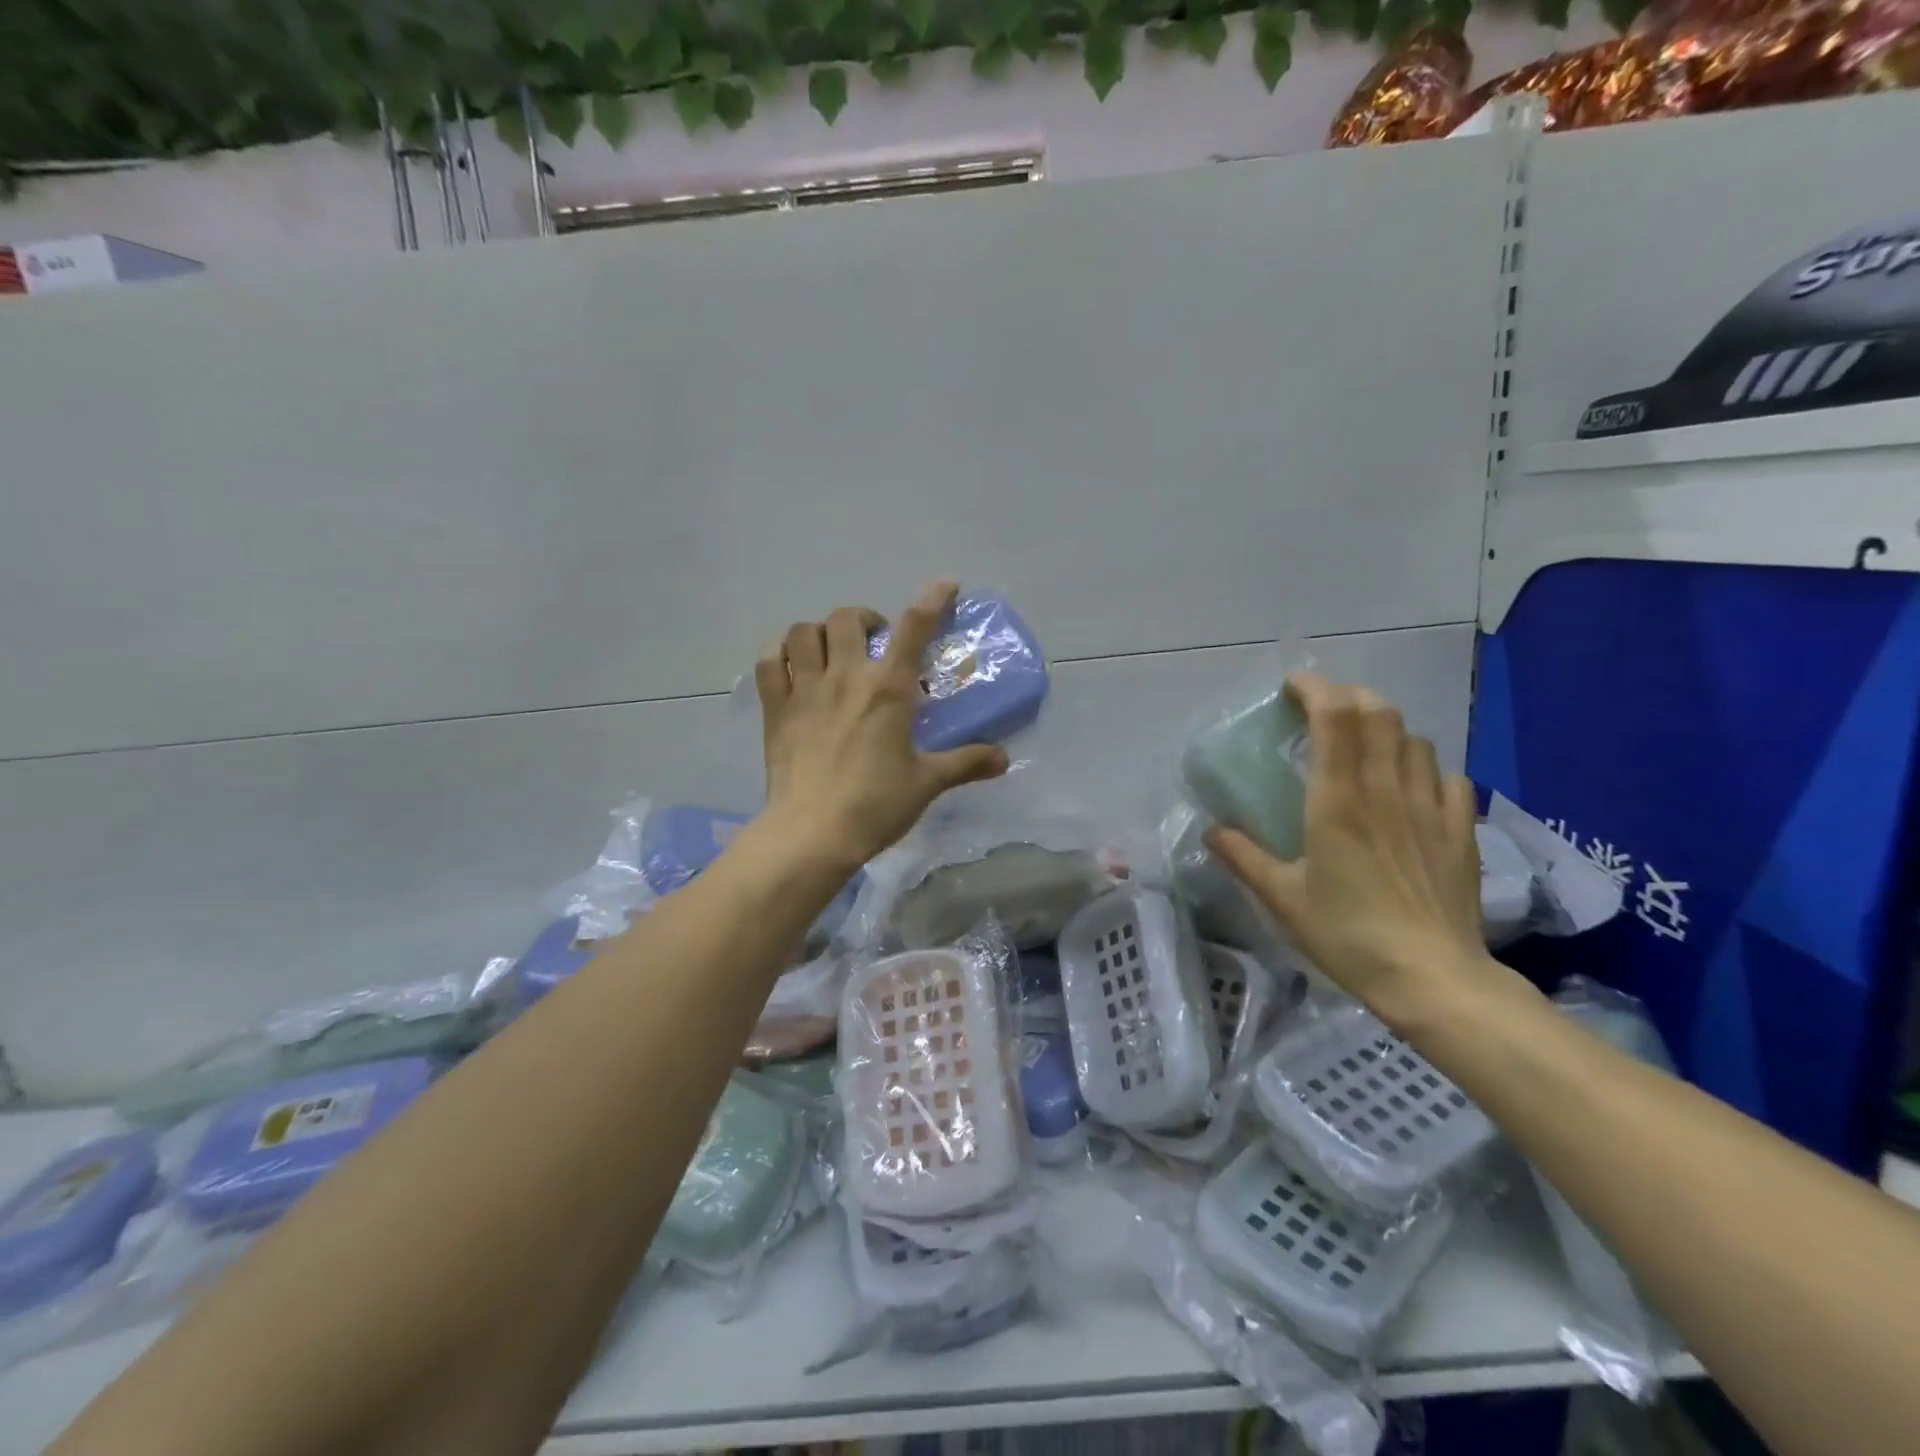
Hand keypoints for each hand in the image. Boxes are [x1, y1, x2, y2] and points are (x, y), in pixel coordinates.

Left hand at [756, 580, 1009, 871]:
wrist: (813, 833)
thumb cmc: (875, 805)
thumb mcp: (928, 783)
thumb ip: (966, 763)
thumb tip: (1004, 759)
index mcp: (887, 690)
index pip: (913, 628)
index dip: (931, 600)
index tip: (944, 585)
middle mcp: (845, 677)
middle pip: (848, 617)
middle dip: (865, 619)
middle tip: (875, 642)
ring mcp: (804, 690)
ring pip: (804, 632)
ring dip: (821, 632)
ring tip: (832, 650)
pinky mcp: (775, 709)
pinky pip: (769, 662)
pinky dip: (779, 653)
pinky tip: (791, 665)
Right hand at [1205, 672, 1498, 1028]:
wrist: (1433, 977)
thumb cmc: (1348, 934)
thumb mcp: (1282, 898)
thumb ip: (1243, 857)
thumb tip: (1210, 829)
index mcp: (1338, 800)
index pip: (1334, 717)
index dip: (1315, 689)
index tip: (1292, 686)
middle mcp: (1385, 789)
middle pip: (1379, 713)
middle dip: (1350, 697)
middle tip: (1323, 710)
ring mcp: (1430, 806)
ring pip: (1414, 739)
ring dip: (1385, 728)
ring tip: (1364, 745)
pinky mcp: (1459, 829)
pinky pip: (1447, 776)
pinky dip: (1423, 766)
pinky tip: (1409, 785)